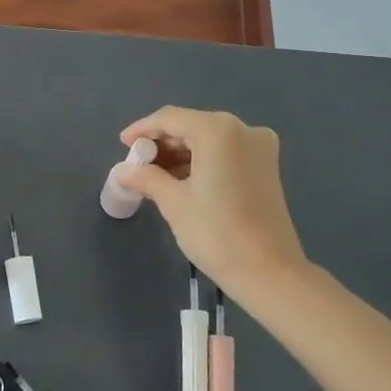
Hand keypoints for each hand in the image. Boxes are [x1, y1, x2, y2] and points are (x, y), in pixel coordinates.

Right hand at [113, 107, 307, 296]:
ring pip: (209, 140)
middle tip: (137, 164)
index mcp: (218, 130)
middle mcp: (242, 129)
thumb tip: (121, 171)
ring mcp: (259, 147)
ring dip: (181, 154)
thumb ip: (146, 178)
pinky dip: (202, 161)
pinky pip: (226, 153)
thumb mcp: (174, 202)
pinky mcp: (266, 167)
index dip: (142, 129)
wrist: (268, 272)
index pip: (170, 119)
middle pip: (192, 126)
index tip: (122, 144)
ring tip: (154, 175)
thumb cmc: (216, 232)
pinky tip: (182, 180)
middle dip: (162, 143)